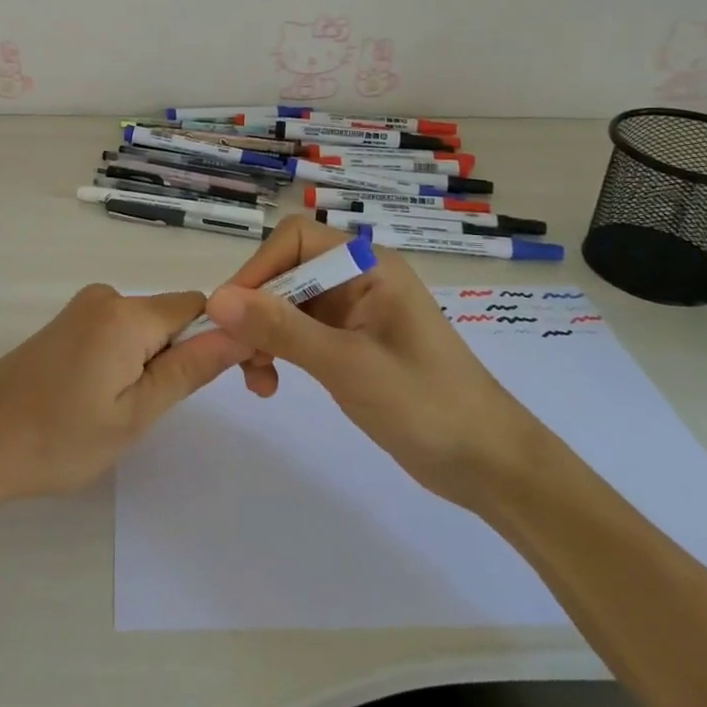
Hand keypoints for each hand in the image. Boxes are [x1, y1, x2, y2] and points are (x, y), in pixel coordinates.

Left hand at [0, 286, 249, 540]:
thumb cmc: (56, 440)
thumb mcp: (134, 414)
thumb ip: (190, 369)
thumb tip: (242, 331)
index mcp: (126, 314)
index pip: (201, 306)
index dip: (227, 337)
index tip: (242, 382)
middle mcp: (106, 297)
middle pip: (172, 316)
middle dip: (189, 355)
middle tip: (171, 412)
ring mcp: (81, 309)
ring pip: (145, 328)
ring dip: (156, 363)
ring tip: (129, 414)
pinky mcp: (65, 325)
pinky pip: (118, 333)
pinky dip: (129, 360)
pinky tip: (105, 400)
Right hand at [204, 216, 539, 507]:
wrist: (489, 465)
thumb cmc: (426, 404)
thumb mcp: (347, 365)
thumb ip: (281, 329)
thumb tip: (217, 299)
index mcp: (367, 266)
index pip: (294, 241)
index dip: (257, 270)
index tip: (230, 315)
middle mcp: (358, 278)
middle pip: (285, 273)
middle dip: (255, 312)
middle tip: (237, 360)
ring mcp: (354, 312)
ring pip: (286, 306)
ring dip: (263, 337)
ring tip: (256, 381)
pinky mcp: (351, 343)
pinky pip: (299, 333)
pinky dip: (278, 353)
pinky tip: (270, 385)